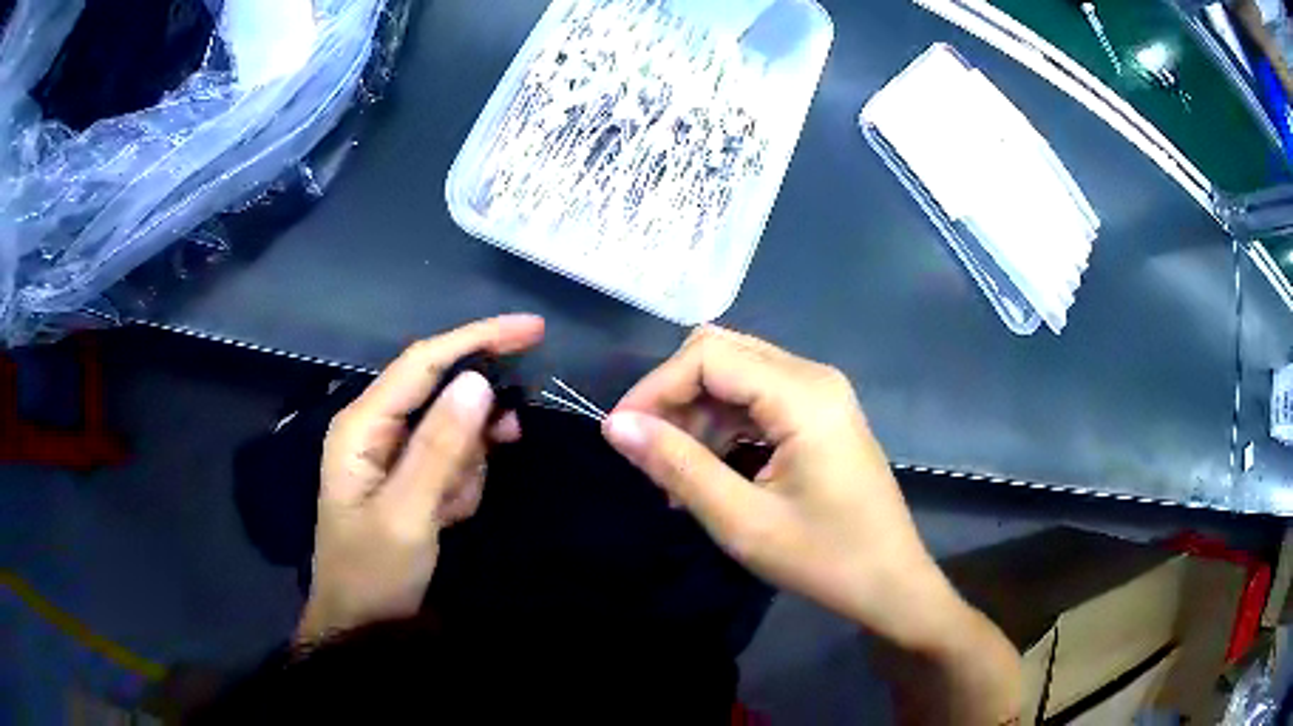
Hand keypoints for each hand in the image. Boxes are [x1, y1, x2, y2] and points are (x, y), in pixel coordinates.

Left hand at [298, 314, 544, 644]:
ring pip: (453, 431)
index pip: (423, 362)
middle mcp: (375, 429)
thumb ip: (440, 449)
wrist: (362, 627)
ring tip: (453, 508)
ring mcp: (392, 454)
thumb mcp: (408, 515)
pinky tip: (450, 515)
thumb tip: (478, 381)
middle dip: (475, 421)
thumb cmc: (373, 574)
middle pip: (440, 392)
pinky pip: (452, 460)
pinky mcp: (409, 478)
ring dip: (468, 465)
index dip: (478, 339)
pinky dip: (463, 484)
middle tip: (509, 439)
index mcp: (362, 426)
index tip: (534, 330)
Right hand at [601, 326, 963, 649]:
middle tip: (648, 453)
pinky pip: (757, 401)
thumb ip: (678, 466)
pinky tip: (709, 472)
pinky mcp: (819, 415)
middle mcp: (813, 377)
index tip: (622, 435)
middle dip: (675, 398)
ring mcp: (820, 394)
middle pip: (721, 355)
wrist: (890, 582)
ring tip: (675, 477)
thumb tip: (616, 426)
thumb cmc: (824, 558)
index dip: (656, 388)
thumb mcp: (742, 520)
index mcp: (802, 394)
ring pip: (736, 377)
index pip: (708, 356)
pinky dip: (723, 428)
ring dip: (697, 416)